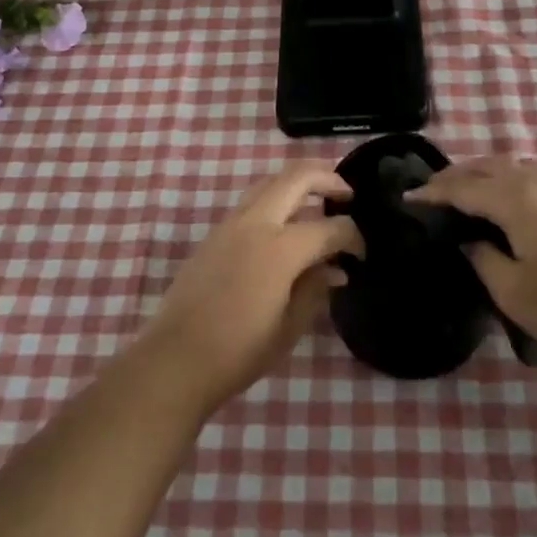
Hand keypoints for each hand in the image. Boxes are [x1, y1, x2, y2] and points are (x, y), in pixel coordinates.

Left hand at [140, 162, 362, 413]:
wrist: (175, 359)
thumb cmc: (238, 351)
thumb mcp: (288, 327)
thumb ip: (316, 290)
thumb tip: (336, 270)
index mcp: (280, 248)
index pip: (329, 227)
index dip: (353, 237)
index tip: (361, 254)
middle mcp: (256, 223)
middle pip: (297, 177)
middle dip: (328, 178)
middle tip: (347, 194)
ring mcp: (231, 224)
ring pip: (270, 181)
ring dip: (298, 182)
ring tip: (318, 199)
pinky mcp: (214, 233)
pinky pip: (252, 200)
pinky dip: (276, 197)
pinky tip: (285, 223)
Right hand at [411, 157, 536, 366]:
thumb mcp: (515, 293)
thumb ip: (484, 260)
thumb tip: (471, 241)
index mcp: (516, 200)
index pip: (463, 188)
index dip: (433, 192)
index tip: (409, 197)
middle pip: (490, 166)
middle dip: (458, 174)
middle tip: (435, 190)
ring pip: (517, 166)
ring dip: (488, 172)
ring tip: (472, 190)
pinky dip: (515, 179)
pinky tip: (516, 201)